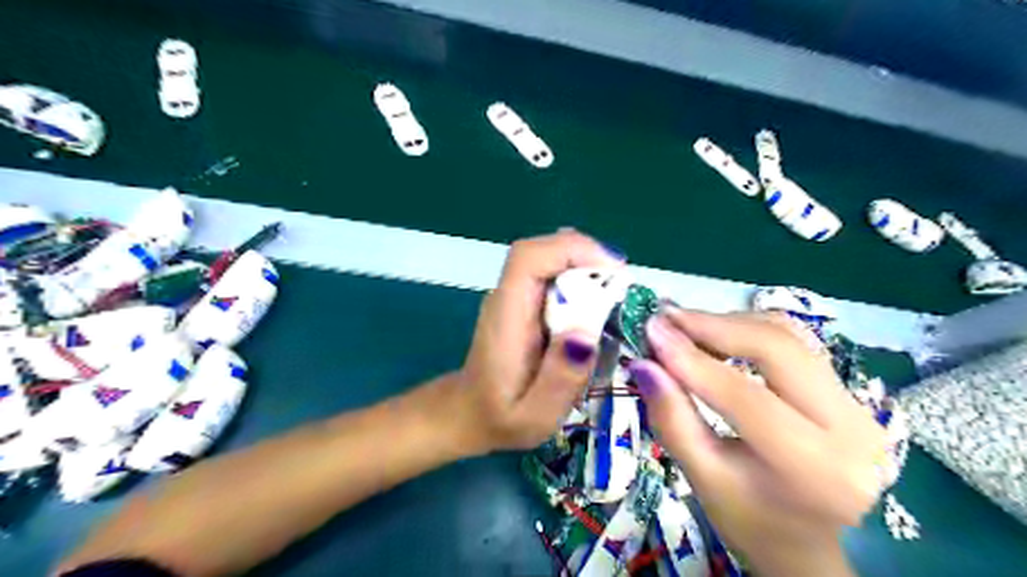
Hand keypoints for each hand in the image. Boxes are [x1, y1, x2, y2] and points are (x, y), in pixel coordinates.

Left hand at [455, 231, 626, 454]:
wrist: (470, 413)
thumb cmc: (500, 418)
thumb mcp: (534, 416)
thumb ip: (559, 379)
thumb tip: (586, 334)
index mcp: (506, 316)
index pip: (528, 258)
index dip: (571, 250)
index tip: (613, 269)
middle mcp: (508, 297)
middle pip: (544, 252)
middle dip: (588, 257)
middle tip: (624, 287)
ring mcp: (515, 297)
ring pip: (551, 260)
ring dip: (587, 267)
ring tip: (616, 295)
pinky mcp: (525, 303)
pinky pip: (553, 276)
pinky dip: (580, 280)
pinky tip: (598, 304)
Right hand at [631, 308, 886, 572]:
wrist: (807, 541)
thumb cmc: (750, 519)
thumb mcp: (703, 478)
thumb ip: (672, 419)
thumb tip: (644, 365)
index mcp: (812, 468)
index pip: (746, 397)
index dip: (693, 360)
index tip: (652, 331)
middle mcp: (850, 429)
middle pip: (777, 349)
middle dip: (714, 325)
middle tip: (666, 316)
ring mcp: (857, 405)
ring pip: (788, 336)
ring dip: (730, 322)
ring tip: (684, 324)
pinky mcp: (848, 391)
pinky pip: (796, 342)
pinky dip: (750, 329)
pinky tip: (717, 332)